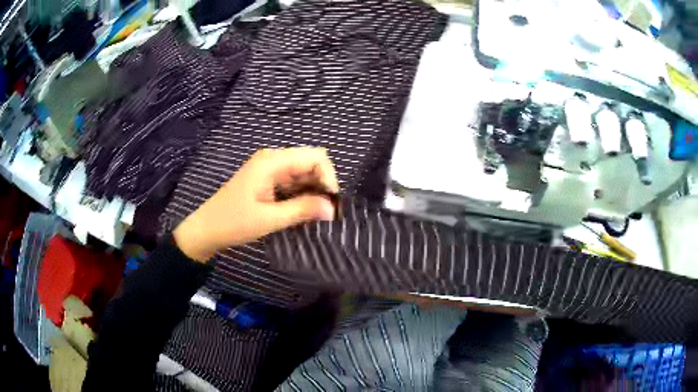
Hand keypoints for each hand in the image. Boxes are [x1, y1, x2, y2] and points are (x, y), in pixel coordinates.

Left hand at [173, 147, 339, 261]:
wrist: (207, 229)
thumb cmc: (233, 222)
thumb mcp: (269, 219)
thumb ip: (302, 210)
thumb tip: (333, 209)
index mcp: (272, 161)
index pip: (315, 157)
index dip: (328, 177)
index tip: (330, 203)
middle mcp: (273, 160)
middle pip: (311, 163)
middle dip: (322, 185)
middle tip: (325, 213)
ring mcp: (270, 170)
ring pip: (304, 174)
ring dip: (313, 192)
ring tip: (316, 215)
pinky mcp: (268, 181)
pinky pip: (293, 183)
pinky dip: (302, 195)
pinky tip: (303, 212)